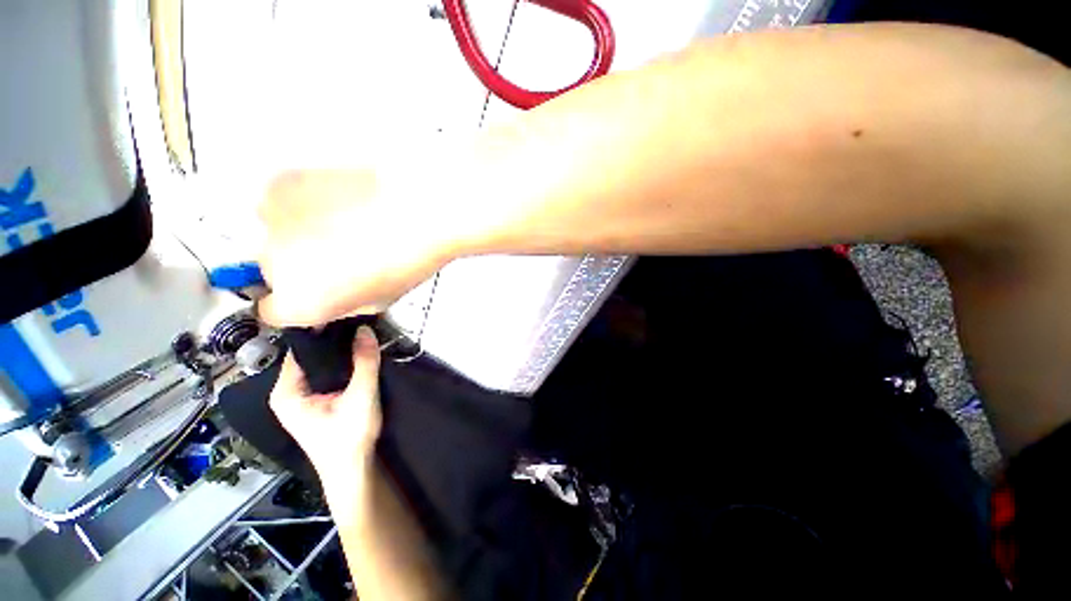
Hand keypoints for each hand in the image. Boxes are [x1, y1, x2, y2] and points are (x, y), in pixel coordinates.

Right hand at [257, 169, 460, 326]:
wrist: (423, 211)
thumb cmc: (411, 258)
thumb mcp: (379, 300)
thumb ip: (341, 305)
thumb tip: (327, 301)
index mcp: (302, 302)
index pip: (275, 311)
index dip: (301, 300)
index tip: (315, 291)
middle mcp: (274, 265)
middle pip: (275, 272)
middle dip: (304, 266)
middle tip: (343, 253)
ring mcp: (272, 222)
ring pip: (276, 233)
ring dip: (300, 232)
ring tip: (346, 225)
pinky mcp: (279, 184)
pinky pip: (283, 201)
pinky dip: (304, 204)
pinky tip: (340, 204)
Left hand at [269, 326, 382, 481]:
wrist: (354, 471)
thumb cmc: (349, 438)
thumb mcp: (361, 396)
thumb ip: (364, 362)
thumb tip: (366, 329)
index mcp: (285, 392)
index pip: (299, 350)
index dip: (322, 331)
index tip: (346, 314)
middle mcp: (288, 392)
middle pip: (310, 356)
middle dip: (333, 341)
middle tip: (359, 322)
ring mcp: (302, 398)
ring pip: (320, 365)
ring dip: (340, 352)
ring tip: (361, 333)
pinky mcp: (317, 402)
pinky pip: (327, 373)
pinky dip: (342, 364)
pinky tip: (359, 354)